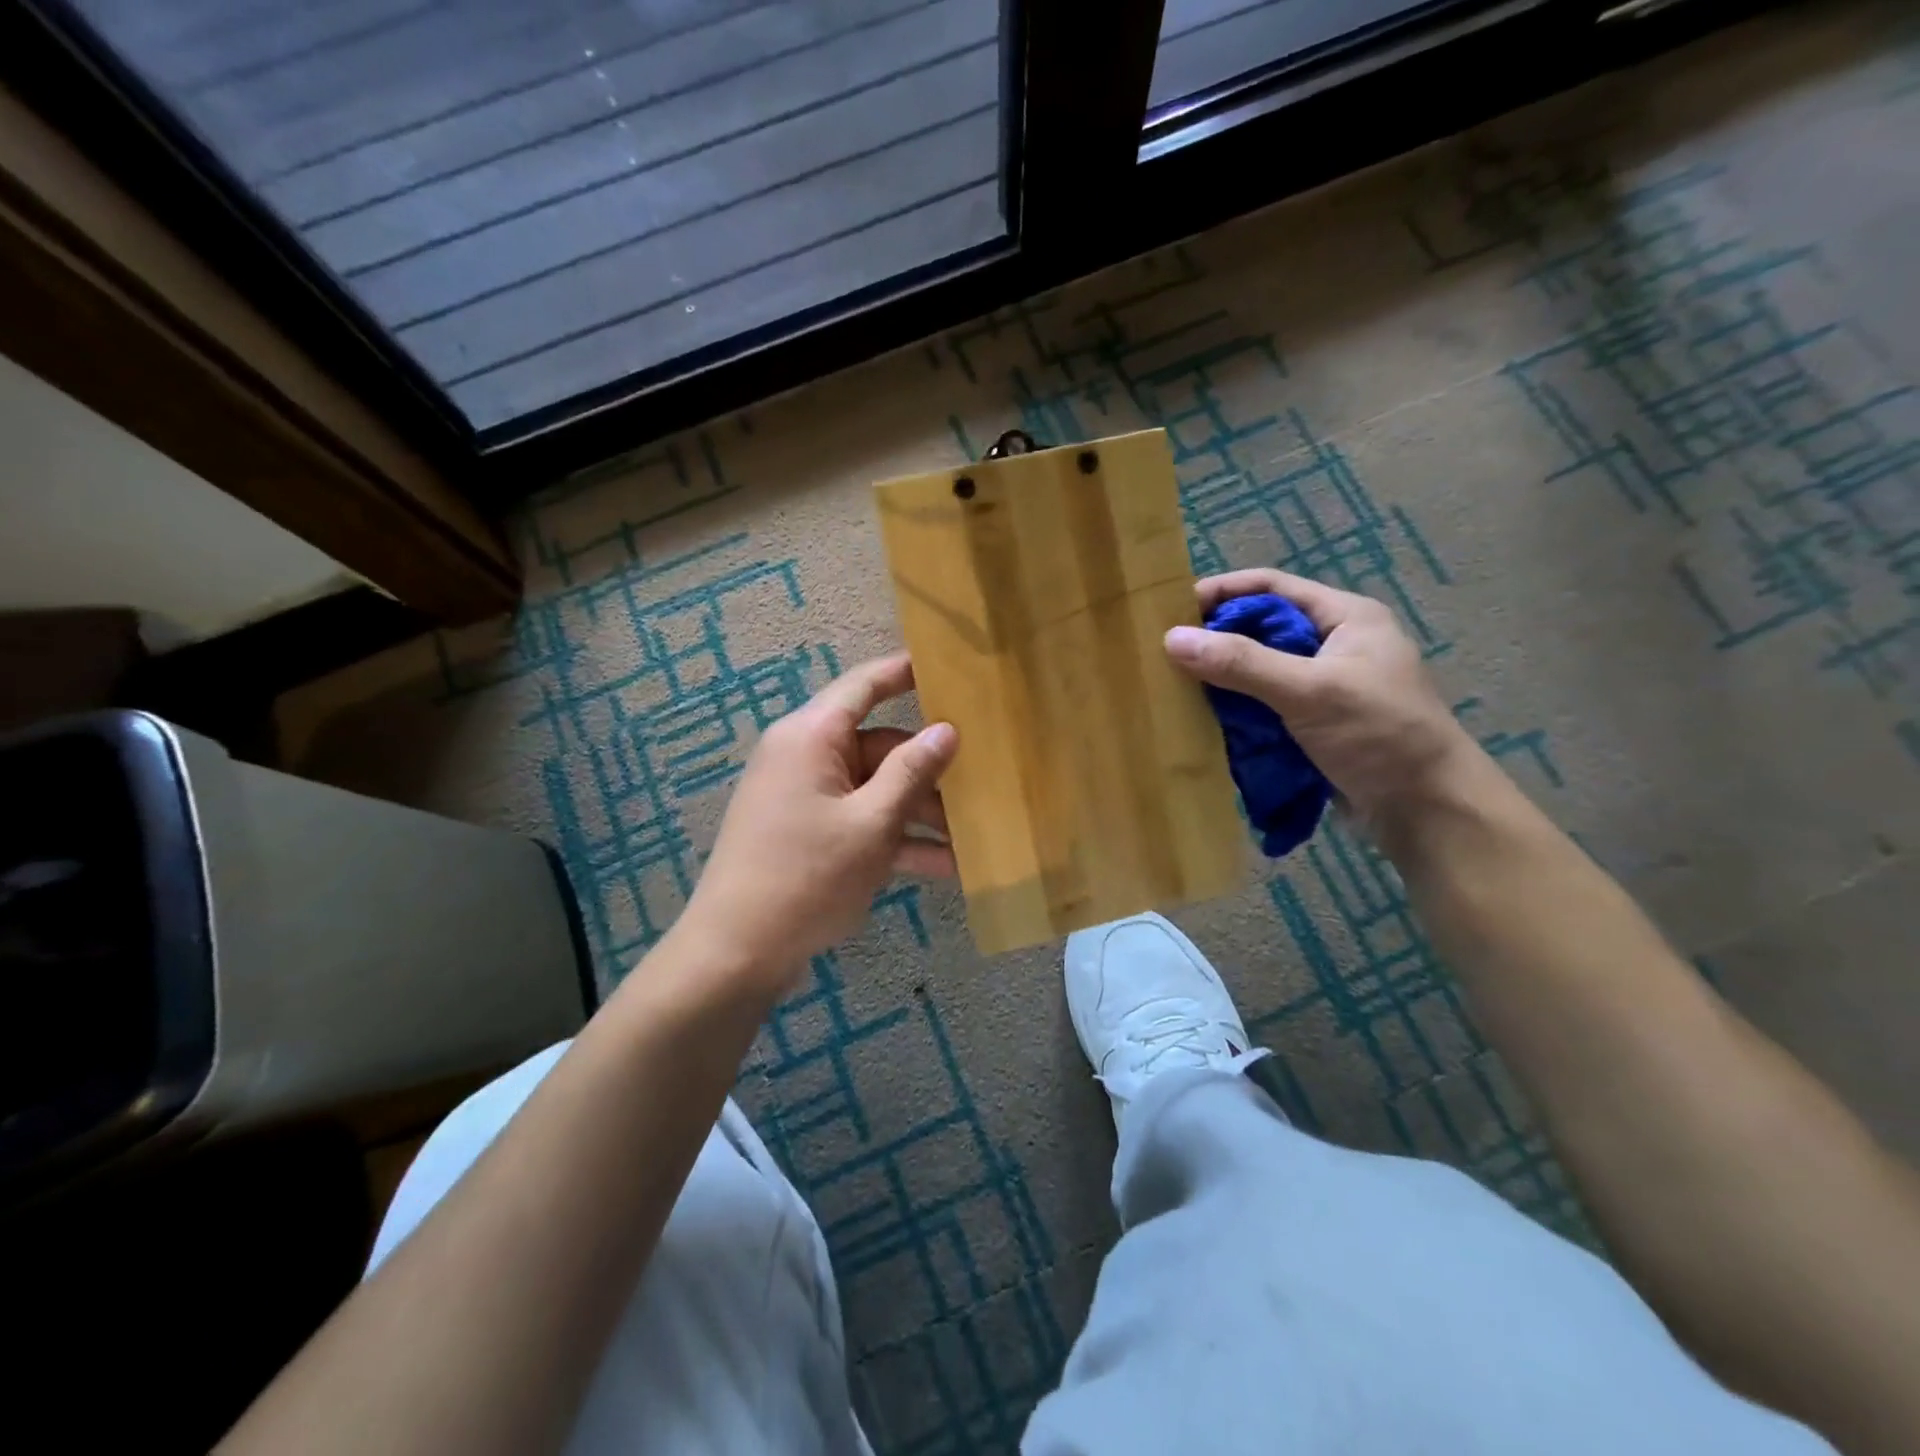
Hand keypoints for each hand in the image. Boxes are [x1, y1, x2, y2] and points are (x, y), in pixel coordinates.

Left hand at [671, 653, 957, 994]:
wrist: (737, 953)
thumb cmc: (807, 877)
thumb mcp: (871, 824)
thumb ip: (912, 772)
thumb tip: (946, 729)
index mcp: (811, 737)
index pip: (864, 686)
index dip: (904, 671)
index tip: (946, 664)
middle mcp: (805, 757)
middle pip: (878, 746)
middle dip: (927, 768)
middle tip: (981, 780)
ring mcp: (806, 798)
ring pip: (874, 789)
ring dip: (918, 811)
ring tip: (973, 835)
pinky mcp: (808, 834)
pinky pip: (859, 822)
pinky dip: (895, 839)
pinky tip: (946, 865)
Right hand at [1163, 569, 1481, 827]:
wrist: (1426, 810)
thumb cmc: (1379, 734)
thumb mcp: (1310, 691)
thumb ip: (1242, 663)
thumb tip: (1171, 639)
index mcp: (1345, 618)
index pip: (1272, 586)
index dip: (1223, 590)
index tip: (1173, 609)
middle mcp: (1334, 644)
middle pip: (1261, 627)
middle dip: (1216, 638)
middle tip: (1167, 652)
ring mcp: (1323, 686)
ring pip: (1259, 669)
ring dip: (1222, 677)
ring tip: (1175, 685)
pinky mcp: (1313, 723)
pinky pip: (1263, 704)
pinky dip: (1235, 708)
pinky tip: (1204, 718)